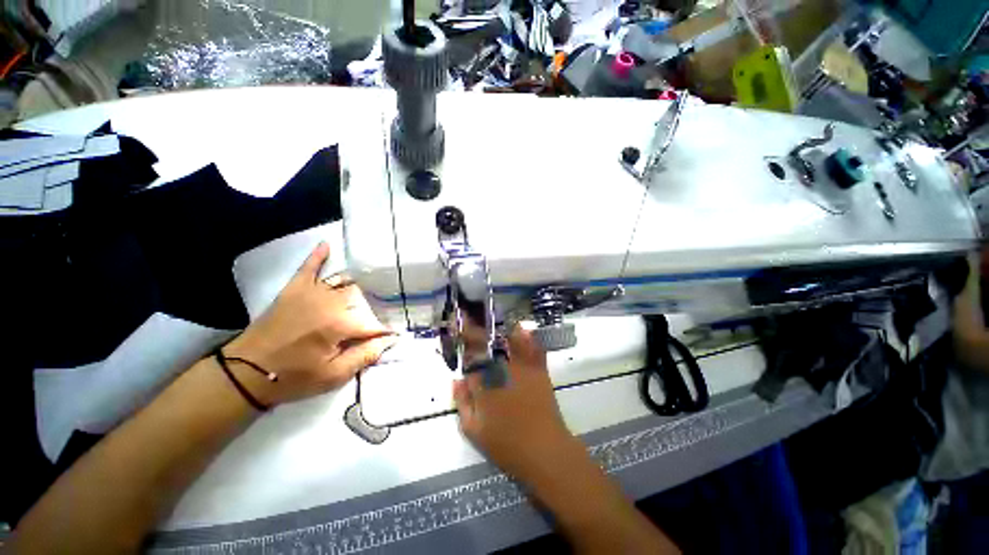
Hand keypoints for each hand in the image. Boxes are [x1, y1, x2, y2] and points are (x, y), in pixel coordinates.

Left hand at [225, 243, 395, 405]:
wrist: (246, 373)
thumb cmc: (293, 377)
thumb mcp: (334, 375)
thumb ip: (366, 355)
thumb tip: (390, 340)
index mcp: (341, 324)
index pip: (374, 324)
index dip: (384, 332)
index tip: (393, 337)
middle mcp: (330, 302)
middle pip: (361, 300)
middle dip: (370, 311)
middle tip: (371, 322)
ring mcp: (311, 292)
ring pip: (343, 283)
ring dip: (356, 288)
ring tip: (366, 292)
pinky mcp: (294, 289)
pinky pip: (309, 267)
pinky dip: (318, 256)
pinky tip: (326, 245)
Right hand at [453, 326, 579, 482]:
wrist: (543, 450)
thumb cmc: (506, 444)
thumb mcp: (473, 430)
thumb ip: (462, 403)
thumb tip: (456, 380)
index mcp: (482, 383)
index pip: (469, 360)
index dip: (464, 349)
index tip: (459, 339)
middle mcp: (500, 370)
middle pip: (485, 346)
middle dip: (475, 334)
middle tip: (469, 325)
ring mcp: (520, 367)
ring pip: (507, 342)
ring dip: (498, 332)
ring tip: (492, 324)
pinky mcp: (537, 370)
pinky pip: (531, 348)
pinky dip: (526, 337)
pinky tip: (521, 329)